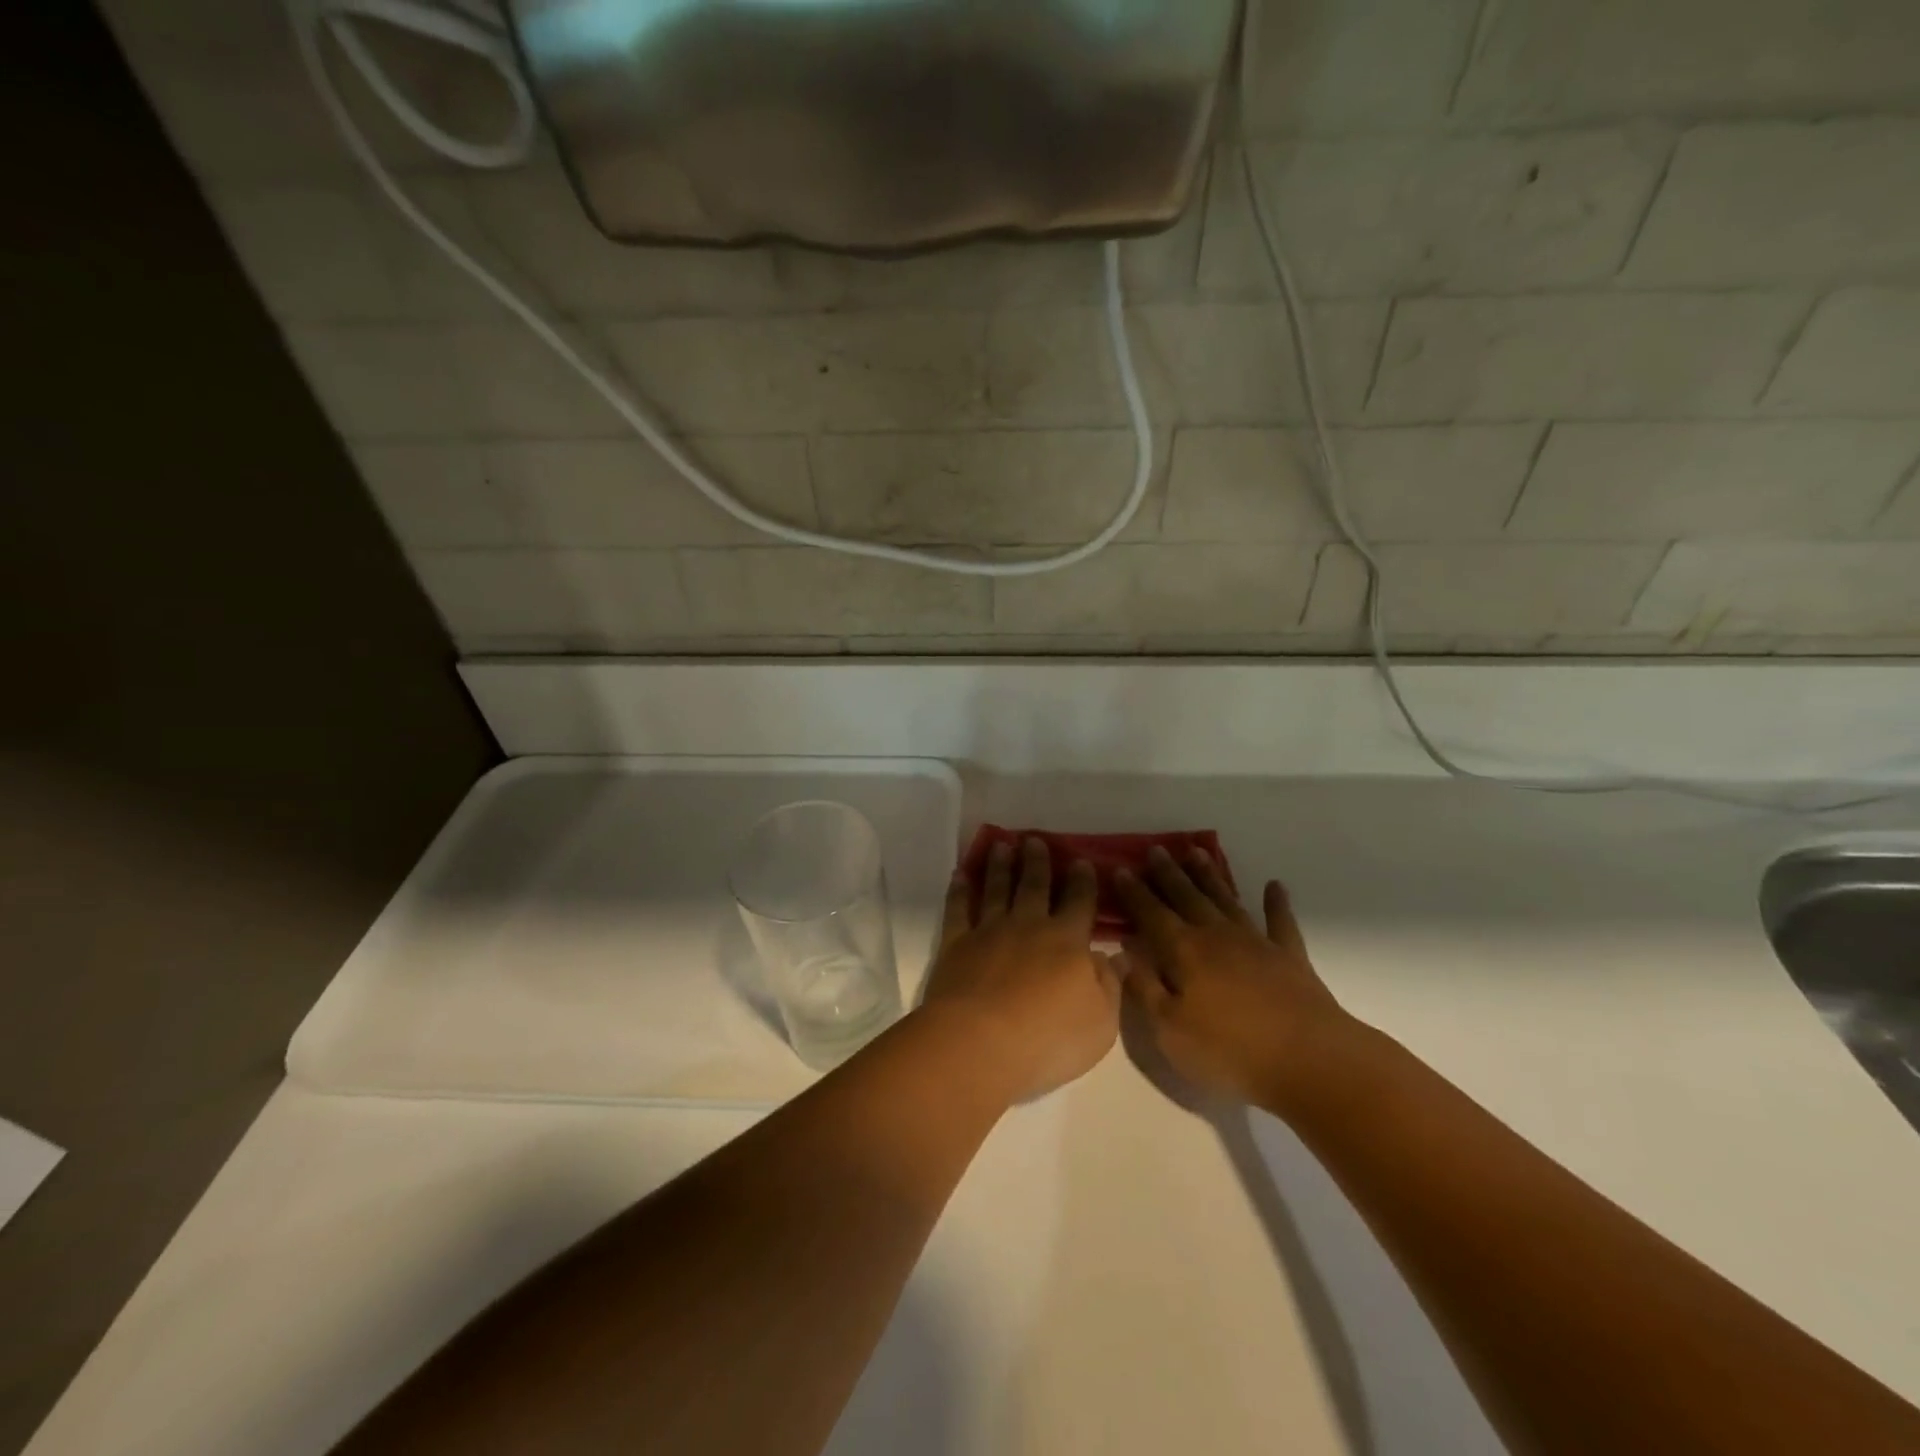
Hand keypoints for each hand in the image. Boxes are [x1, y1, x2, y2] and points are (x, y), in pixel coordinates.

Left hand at [922, 837, 1121, 1101]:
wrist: (980, 1043)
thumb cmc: (1049, 1038)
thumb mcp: (1101, 1021)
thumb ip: (1109, 984)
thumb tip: (1116, 954)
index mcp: (1067, 941)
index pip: (1079, 902)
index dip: (1082, 881)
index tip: (1081, 860)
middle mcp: (1028, 925)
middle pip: (1034, 886)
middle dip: (1037, 862)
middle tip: (1035, 840)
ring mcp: (989, 931)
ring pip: (996, 889)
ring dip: (1000, 866)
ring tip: (1001, 845)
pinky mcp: (956, 944)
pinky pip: (958, 909)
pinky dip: (959, 891)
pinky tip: (960, 875)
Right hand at [1115, 847, 1358, 1112]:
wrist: (1311, 1061)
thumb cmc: (1231, 1050)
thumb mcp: (1170, 1030)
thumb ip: (1144, 988)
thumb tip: (1123, 953)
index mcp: (1184, 952)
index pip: (1151, 914)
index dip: (1134, 892)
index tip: (1119, 869)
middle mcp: (1217, 936)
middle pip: (1187, 897)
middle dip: (1168, 874)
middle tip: (1155, 849)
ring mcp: (1256, 942)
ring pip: (1226, 899)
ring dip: (1210, 876)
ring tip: (1196, 852)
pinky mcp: (1290, 957)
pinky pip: (1280, 921)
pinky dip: (1277, 903)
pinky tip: (1274, 886)